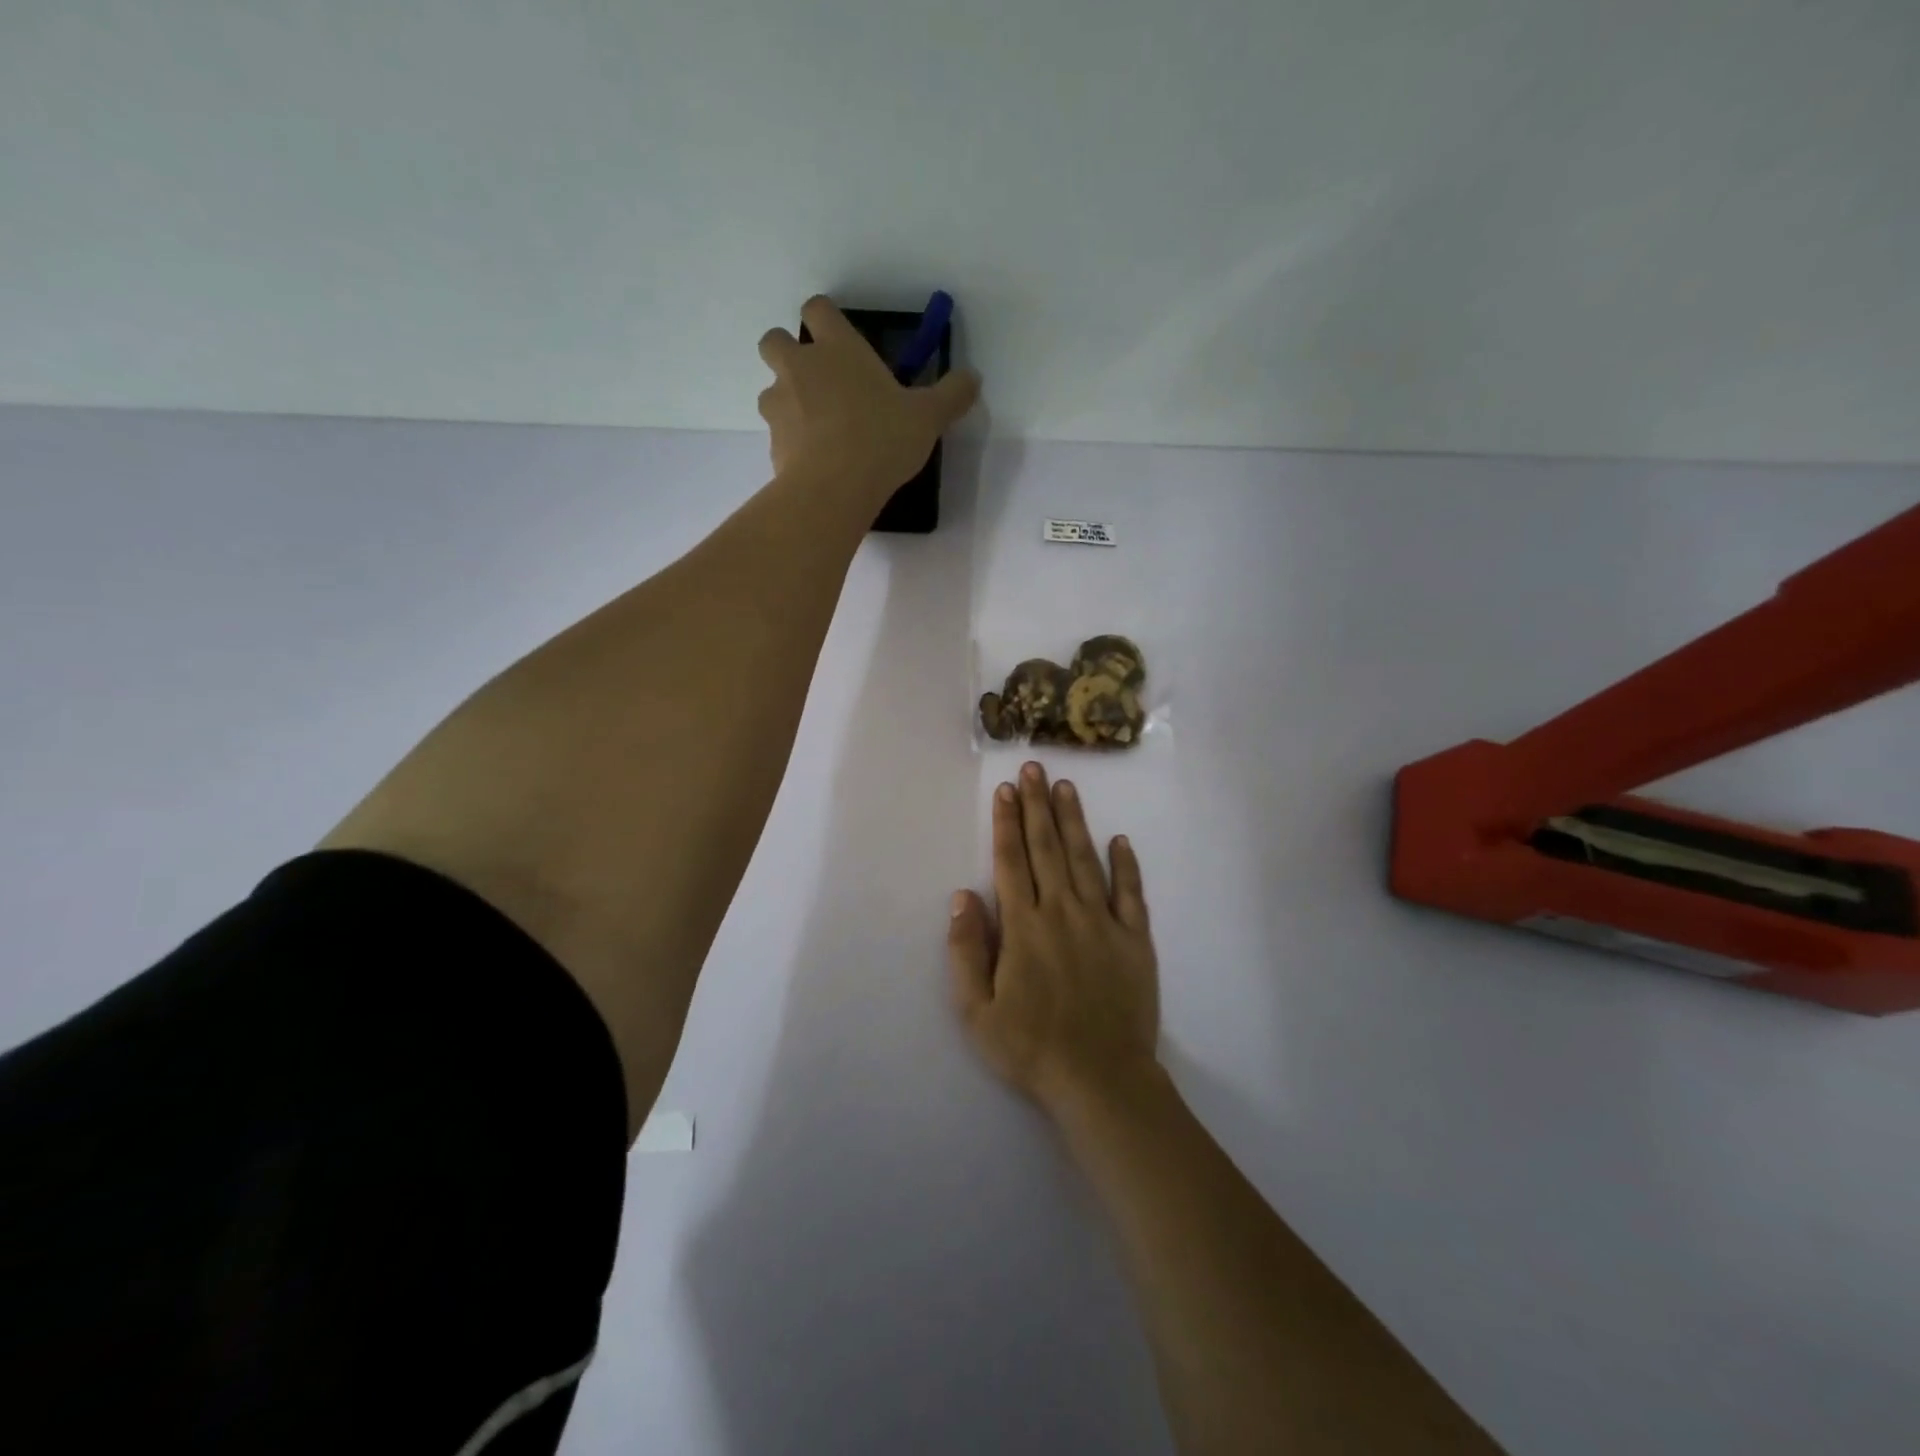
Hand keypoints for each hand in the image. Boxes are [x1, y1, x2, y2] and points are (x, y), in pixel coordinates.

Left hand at [757, 295, 980, 495]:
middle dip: (787, 353)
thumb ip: (950, 395)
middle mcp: (800, 368)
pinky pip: (777, 435)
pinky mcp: (772, 444)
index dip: (825, 318)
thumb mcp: (927, 417)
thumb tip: (973, 378)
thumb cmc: (882, 438)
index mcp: (837, 348)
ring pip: (770, 391)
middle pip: (774, 340)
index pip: (817, 309)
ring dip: (786, 401)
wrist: (835, 488)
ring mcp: (779, 405)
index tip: (838, 337)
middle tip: (816, 380)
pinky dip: (791, 443)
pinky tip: (815, 463)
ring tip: (816, 428)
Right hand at [948, 762, 1160, 1117]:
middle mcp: (1063, 912)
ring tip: (1067, 788)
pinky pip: (1131, 894)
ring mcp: (1103, 923)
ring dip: (1075, 821)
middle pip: (1048, 848)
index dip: (1006, 822)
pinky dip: (1126, 865)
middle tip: (1036, 768)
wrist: (1101, 1080)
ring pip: (1086, 860)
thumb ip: (966, 950)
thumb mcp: (976, 1010)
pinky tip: (1121, 840)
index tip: (1006, 789)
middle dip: (1038, 806)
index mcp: (1024, 926)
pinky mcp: (1135, 940)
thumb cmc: (1031, 1048)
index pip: (1011, 861)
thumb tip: (962, 895)